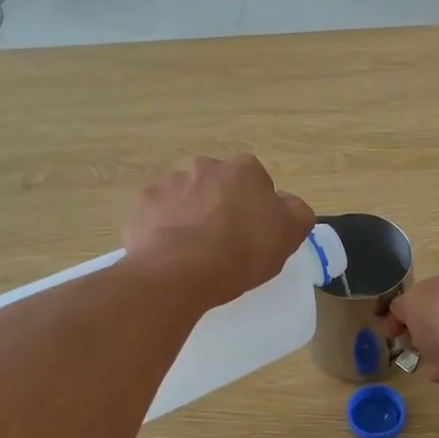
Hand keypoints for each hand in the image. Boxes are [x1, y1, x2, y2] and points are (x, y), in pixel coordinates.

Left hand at [121, 155, 314, 309]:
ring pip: (185, 197)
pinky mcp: (142, 204)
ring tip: (193, 250)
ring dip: (190, 214)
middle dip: (220, 205)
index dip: (257, 207)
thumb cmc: (243, 252)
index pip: (256, 181)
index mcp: (244, 169)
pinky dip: (162, 228)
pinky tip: (169, 252)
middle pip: (217, 184)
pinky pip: (157, 213)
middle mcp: (205, 166)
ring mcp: (168, 182)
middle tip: (223, 241)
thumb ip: (297, 212)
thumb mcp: (289, 235)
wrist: (181, 272)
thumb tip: (288, 203)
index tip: (254, 233)